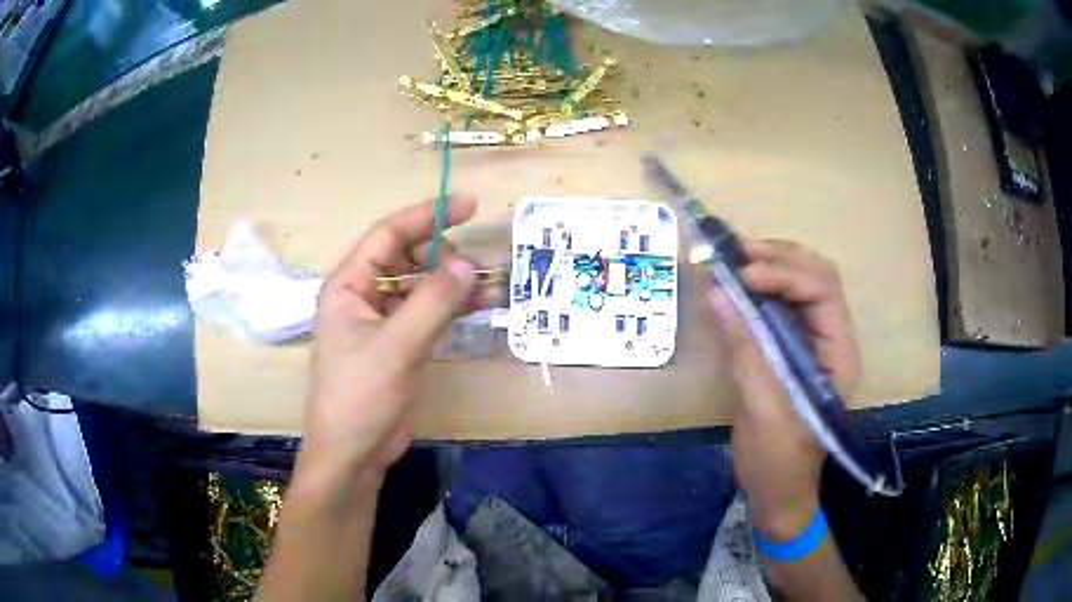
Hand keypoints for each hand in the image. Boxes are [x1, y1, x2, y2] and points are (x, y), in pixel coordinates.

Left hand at [296, 197, 481, 491]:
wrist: (353, 454)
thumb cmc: (360, 396)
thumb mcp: (397, 346)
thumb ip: (432, 302)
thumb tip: (467, 262)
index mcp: (348, 285)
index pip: (388, 235)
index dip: (427, 215)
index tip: (467, 205)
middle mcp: (363, 296)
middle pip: (406, 258)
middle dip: (443, 254)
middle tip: (478, 259)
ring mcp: (382, 321)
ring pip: (421, 287)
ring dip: (454, 284)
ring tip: (494, 285)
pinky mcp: (399, 344)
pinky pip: (428, 314)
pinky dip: (453, 309)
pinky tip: (482, 306)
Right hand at [709, 240, 861, 539]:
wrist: (777, 493)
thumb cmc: (778, 462)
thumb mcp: (763, 410)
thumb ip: (746, 350)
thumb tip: (717, 294)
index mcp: (839, 356)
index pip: (824, 292)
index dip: (786, 274)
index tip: (743, 274)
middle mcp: (832, 341)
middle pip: (817, 278)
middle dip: (780, 258)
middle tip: (737, 251)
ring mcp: (812, 343)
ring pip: (801, 285)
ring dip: (770, 265)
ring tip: (735, 257)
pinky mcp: (791, 349)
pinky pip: (781, 305)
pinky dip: (760, 287)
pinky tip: (737, 282)